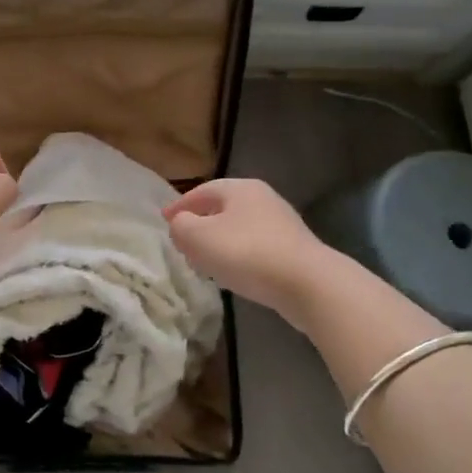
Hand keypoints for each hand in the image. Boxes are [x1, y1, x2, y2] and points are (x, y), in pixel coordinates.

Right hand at [163, 178, 329, 319]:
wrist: (308, 284)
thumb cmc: (246, 253)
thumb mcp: (198, 237)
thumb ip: (181, 226)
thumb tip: (181, 225)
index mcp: (240, 188)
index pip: (201, 191)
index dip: (180, 205)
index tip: (164, 220)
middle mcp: (263, 199)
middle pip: (222, 208)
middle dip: (200, 222)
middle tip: (182, 240)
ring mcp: (282, 224)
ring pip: (239, 228)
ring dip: (219, 241)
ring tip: (205, 259)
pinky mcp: (294, 250)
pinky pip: (255, 246)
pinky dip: (238, 254)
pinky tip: (233, 272)